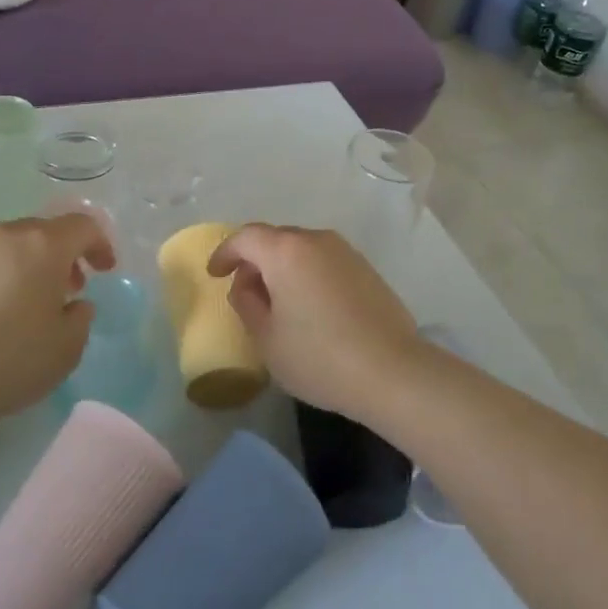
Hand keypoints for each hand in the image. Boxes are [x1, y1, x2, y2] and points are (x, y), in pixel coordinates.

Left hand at [0, 214, 114, 423]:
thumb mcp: (65, 349)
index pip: (84, 226)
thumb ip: (81, 318)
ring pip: (7, 247)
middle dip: (61, 256)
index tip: (104, 270)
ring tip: (24, 304)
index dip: (100, 245)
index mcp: (43, 246)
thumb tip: (75, 304)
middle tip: (67, 289)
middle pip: (43, 232)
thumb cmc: (7, 360)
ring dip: (25, 267)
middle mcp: (4, 236)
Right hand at [206, 224, 422, 417]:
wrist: (391, 370)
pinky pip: (326, 262)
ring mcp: (346, 252)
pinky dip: (309, 275)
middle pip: (276, 239)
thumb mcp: (267, 339)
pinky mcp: (367, 269)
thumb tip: (247, 286)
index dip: (225, 253)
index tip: (215, 274)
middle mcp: (316, 240)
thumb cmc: (319, 356)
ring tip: (279, 303)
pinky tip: (311, 308)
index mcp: (285, 251)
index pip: (246, 238)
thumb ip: (247, 304)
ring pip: (303, 250)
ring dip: (284, 268)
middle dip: (255, 261)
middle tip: (246, 292)